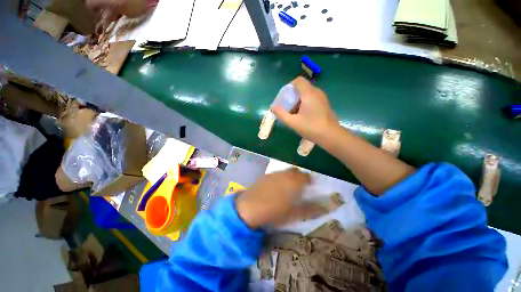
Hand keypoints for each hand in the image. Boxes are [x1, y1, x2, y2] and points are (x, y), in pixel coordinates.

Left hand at [235, 169, 310, 228]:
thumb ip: (310, 209)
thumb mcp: (294, 214)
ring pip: (285, 172)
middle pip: (295, 171)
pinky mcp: (264, 176)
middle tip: (299, 186)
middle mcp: (284, 174)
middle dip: (299, 176)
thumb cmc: (274, 212)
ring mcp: (273, 174)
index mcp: (294, 181)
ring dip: (289, 177)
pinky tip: (275, 188)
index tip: (310, 186)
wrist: (250, 207)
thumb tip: (325, 208)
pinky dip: (279, 178)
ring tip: (287, 187)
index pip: (306, 176)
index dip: (309, 180)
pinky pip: (276, 174)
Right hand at [272, 77, 339, 143]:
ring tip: (293, 113)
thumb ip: (281, 114)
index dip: (289, 86)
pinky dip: (304, 104)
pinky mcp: (324, 104)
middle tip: (287, 107)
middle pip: (302, 88)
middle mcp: (317, 92)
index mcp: (309, 94)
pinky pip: (312, 99)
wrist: (331, 136)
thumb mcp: (293, 122)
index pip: (298, 81)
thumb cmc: (311, 128)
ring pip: (307, 94)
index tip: (284, 97)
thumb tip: (273, 107)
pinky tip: (302, 116)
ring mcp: (322, 98)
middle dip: (292, 96)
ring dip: (298, 101)